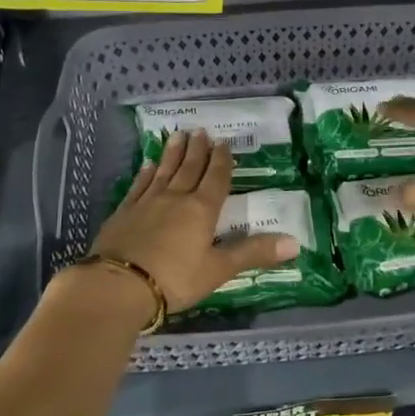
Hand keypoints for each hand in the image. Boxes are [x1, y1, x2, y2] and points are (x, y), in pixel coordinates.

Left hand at [87, 130, 296, 311]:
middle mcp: (175, 198)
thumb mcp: (219, 269)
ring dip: (173, 153)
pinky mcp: (124, 211)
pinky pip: (139, 184)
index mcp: (202, 210)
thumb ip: (253, 253)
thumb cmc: (175, 279)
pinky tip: (148, 164)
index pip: (216, 179)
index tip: (224, 143)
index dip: (222, 161)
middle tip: (201, 130)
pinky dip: (146, 172)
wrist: (119, 285)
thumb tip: (296, 242)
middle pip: (189, 168)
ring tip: (177, 135)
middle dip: (198, 150)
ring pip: (164, 171)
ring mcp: (147, 202)